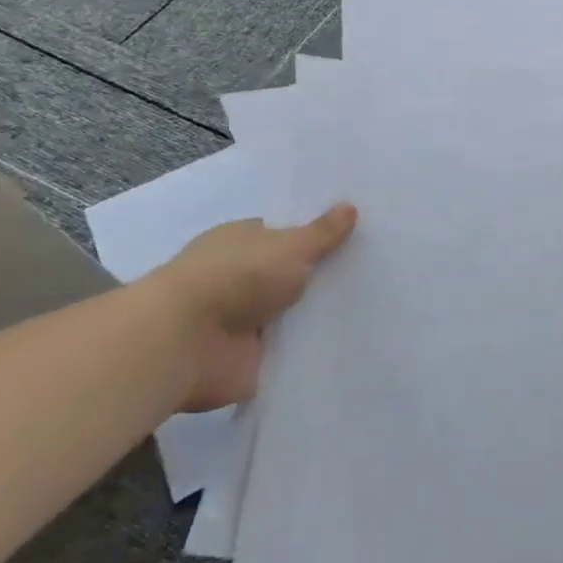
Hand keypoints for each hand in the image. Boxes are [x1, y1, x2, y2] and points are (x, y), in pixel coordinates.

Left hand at [141, 204, 357, 411]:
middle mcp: (240, 277)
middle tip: (375, 272)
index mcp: (242, 241)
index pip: (284, 234)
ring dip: (318, 314)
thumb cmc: (237, 277)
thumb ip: (322, 232)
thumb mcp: (291, 246)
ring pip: (293, 312)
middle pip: (291, 274)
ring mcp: (243, 319)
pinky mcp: (249, 357)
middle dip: (323, 276)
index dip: (317, 237)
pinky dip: (311, 348)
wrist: (187, 342)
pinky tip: (349, 343)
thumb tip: (350, 206)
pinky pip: (290, 349)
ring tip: (373, 307)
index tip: (357, 239)